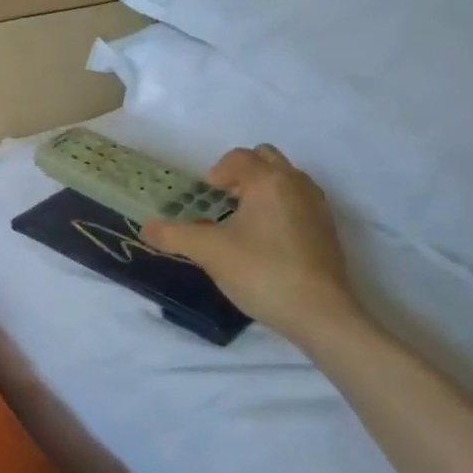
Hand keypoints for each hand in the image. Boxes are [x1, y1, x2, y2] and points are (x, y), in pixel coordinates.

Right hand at [143, 144, 359, 345]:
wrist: (320, 315)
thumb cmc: (262, 272)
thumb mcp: (208, 252)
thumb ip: (173, 235)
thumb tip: (145, 228)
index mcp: (268, 180)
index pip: (236, 158)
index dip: (213, 175)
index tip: (202, 201)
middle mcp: (296, 184)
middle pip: (265, 159)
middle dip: (240, 174)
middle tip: (221, 202)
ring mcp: (317, 206)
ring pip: (284, 180)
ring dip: (260, 190)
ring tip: (241, 222)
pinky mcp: (327, 230)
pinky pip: (297, 202)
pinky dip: (278, 209)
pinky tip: (264, 242)